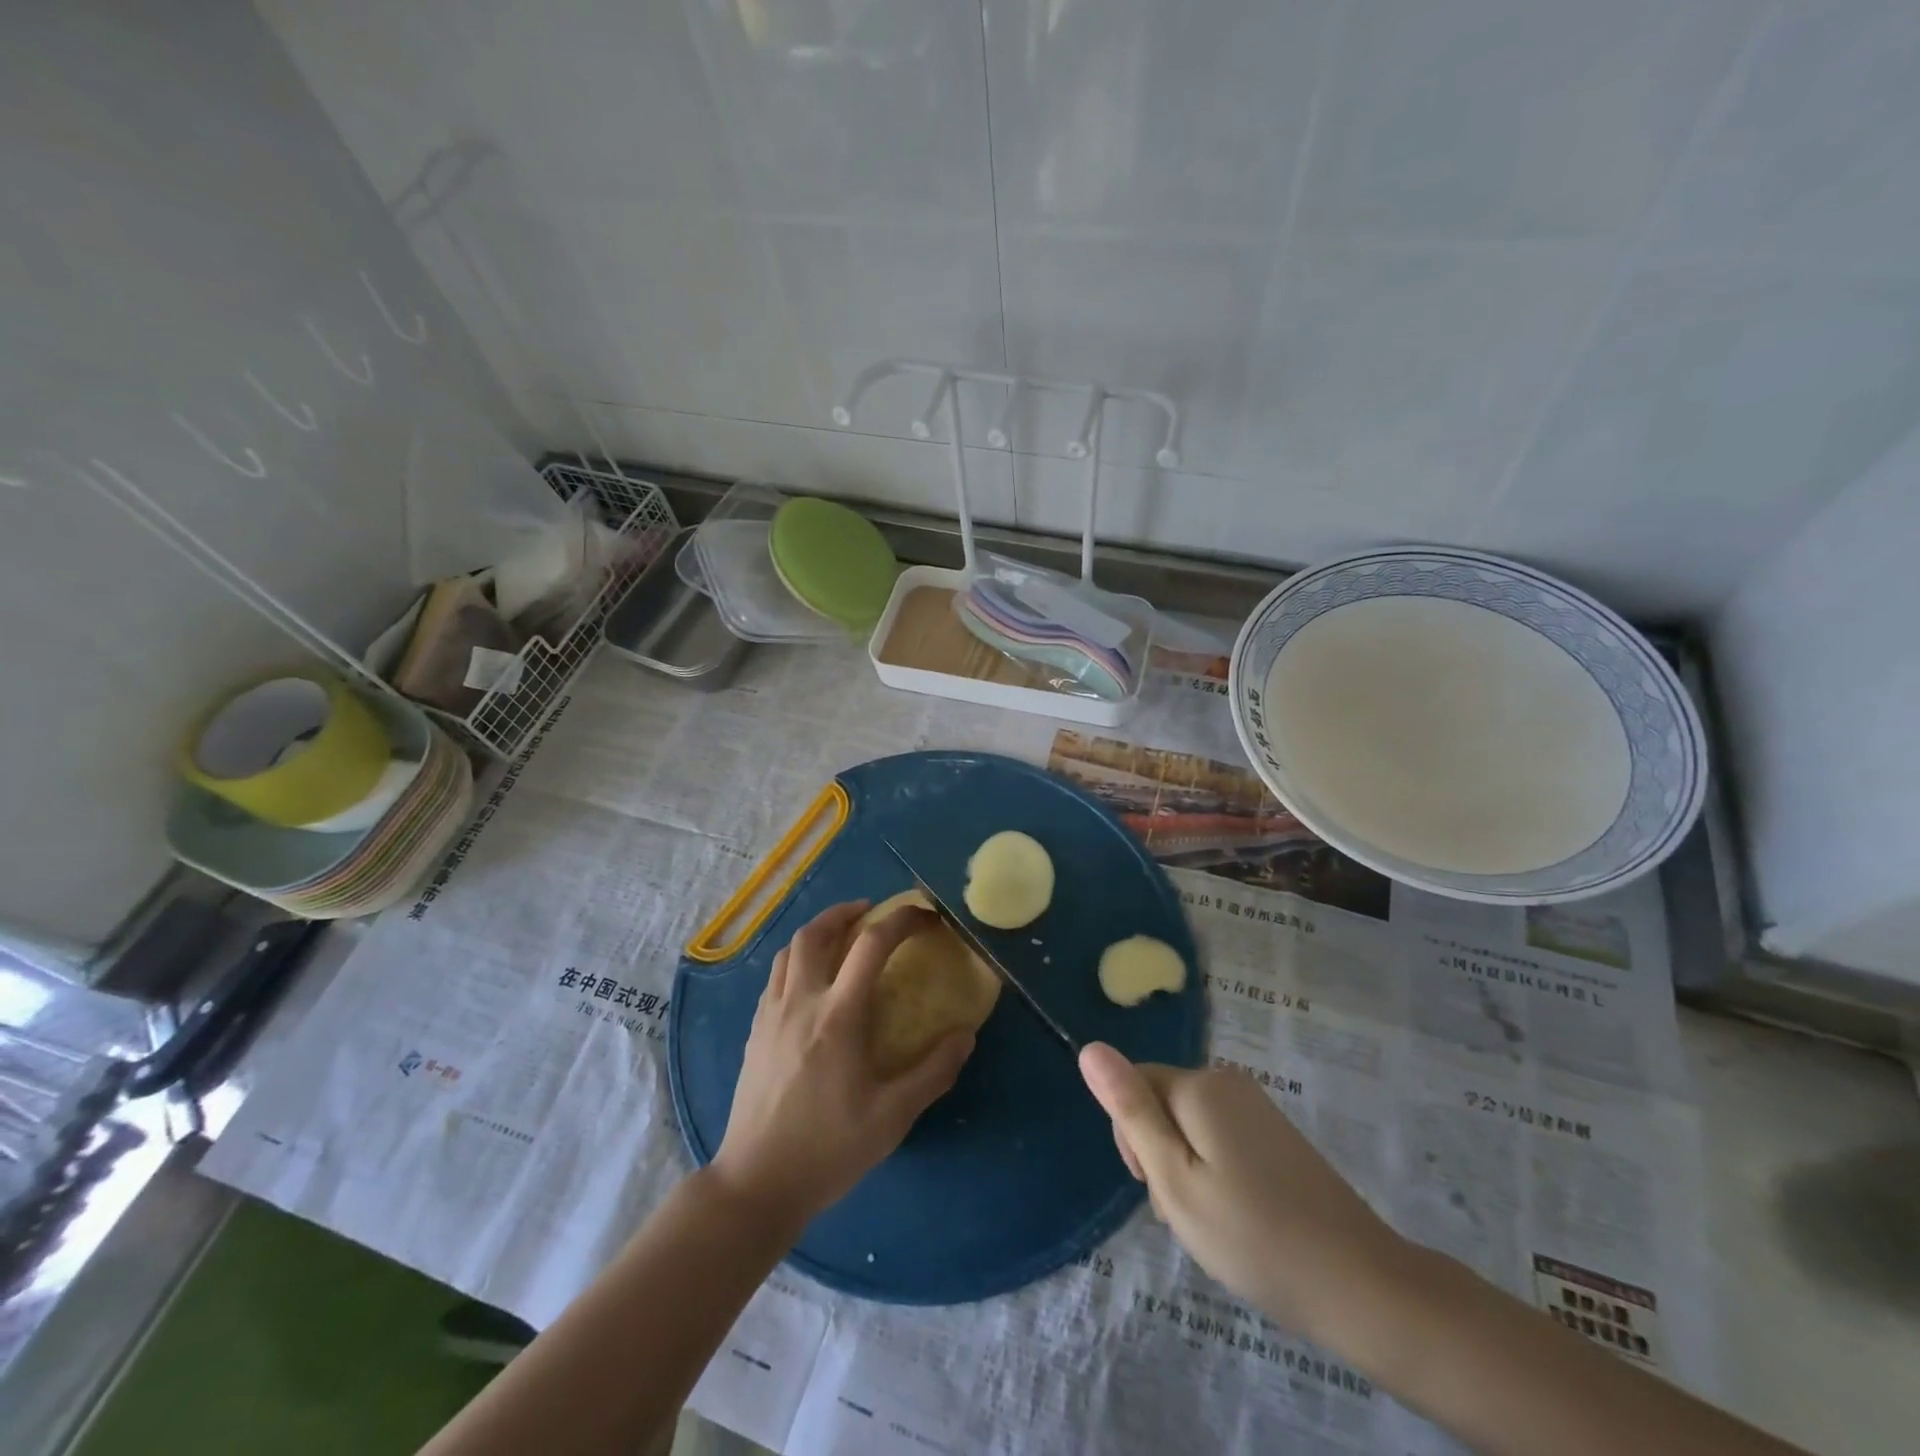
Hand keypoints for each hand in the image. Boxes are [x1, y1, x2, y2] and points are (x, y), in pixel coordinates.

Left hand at [713, 900, 975, 1229]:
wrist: (756, 1184)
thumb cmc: (828, 1150)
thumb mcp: (892, 1117)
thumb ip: (932, 1072)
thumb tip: (965, 1035)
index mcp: (838, 1016)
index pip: (871, 945)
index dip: (901, 920)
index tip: (924, 916)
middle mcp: (801, 1002)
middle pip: (815, 933)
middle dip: (845, 912)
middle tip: (871, 912)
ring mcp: (771, 1015)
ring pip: (788, 951)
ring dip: (817, 932)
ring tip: (840, 936)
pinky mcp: (754, 1032)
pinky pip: (775, 977)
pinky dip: (796, 960)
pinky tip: (810, 981)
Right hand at [1078, 1042, 1405, 1333]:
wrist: (1361, 1285)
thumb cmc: (1252, 1237)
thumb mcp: (1174, 1179)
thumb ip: (1130, 1111)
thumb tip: (1090, 1048)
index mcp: (1199, 1085)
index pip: (1133, 1087)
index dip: (1133, 1138)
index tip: (1159, 1188)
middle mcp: (1227, 1081)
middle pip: (1161, 1104)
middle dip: (1160, 1154)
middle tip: (1190, 1211)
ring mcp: (1256, 1106)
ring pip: (1188, 1126)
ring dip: (1187, 1169)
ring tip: (1216, 1222)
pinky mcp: (1275, 1133)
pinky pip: (1219, 1139)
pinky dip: (1217, 1174)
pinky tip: (1239, 1217)